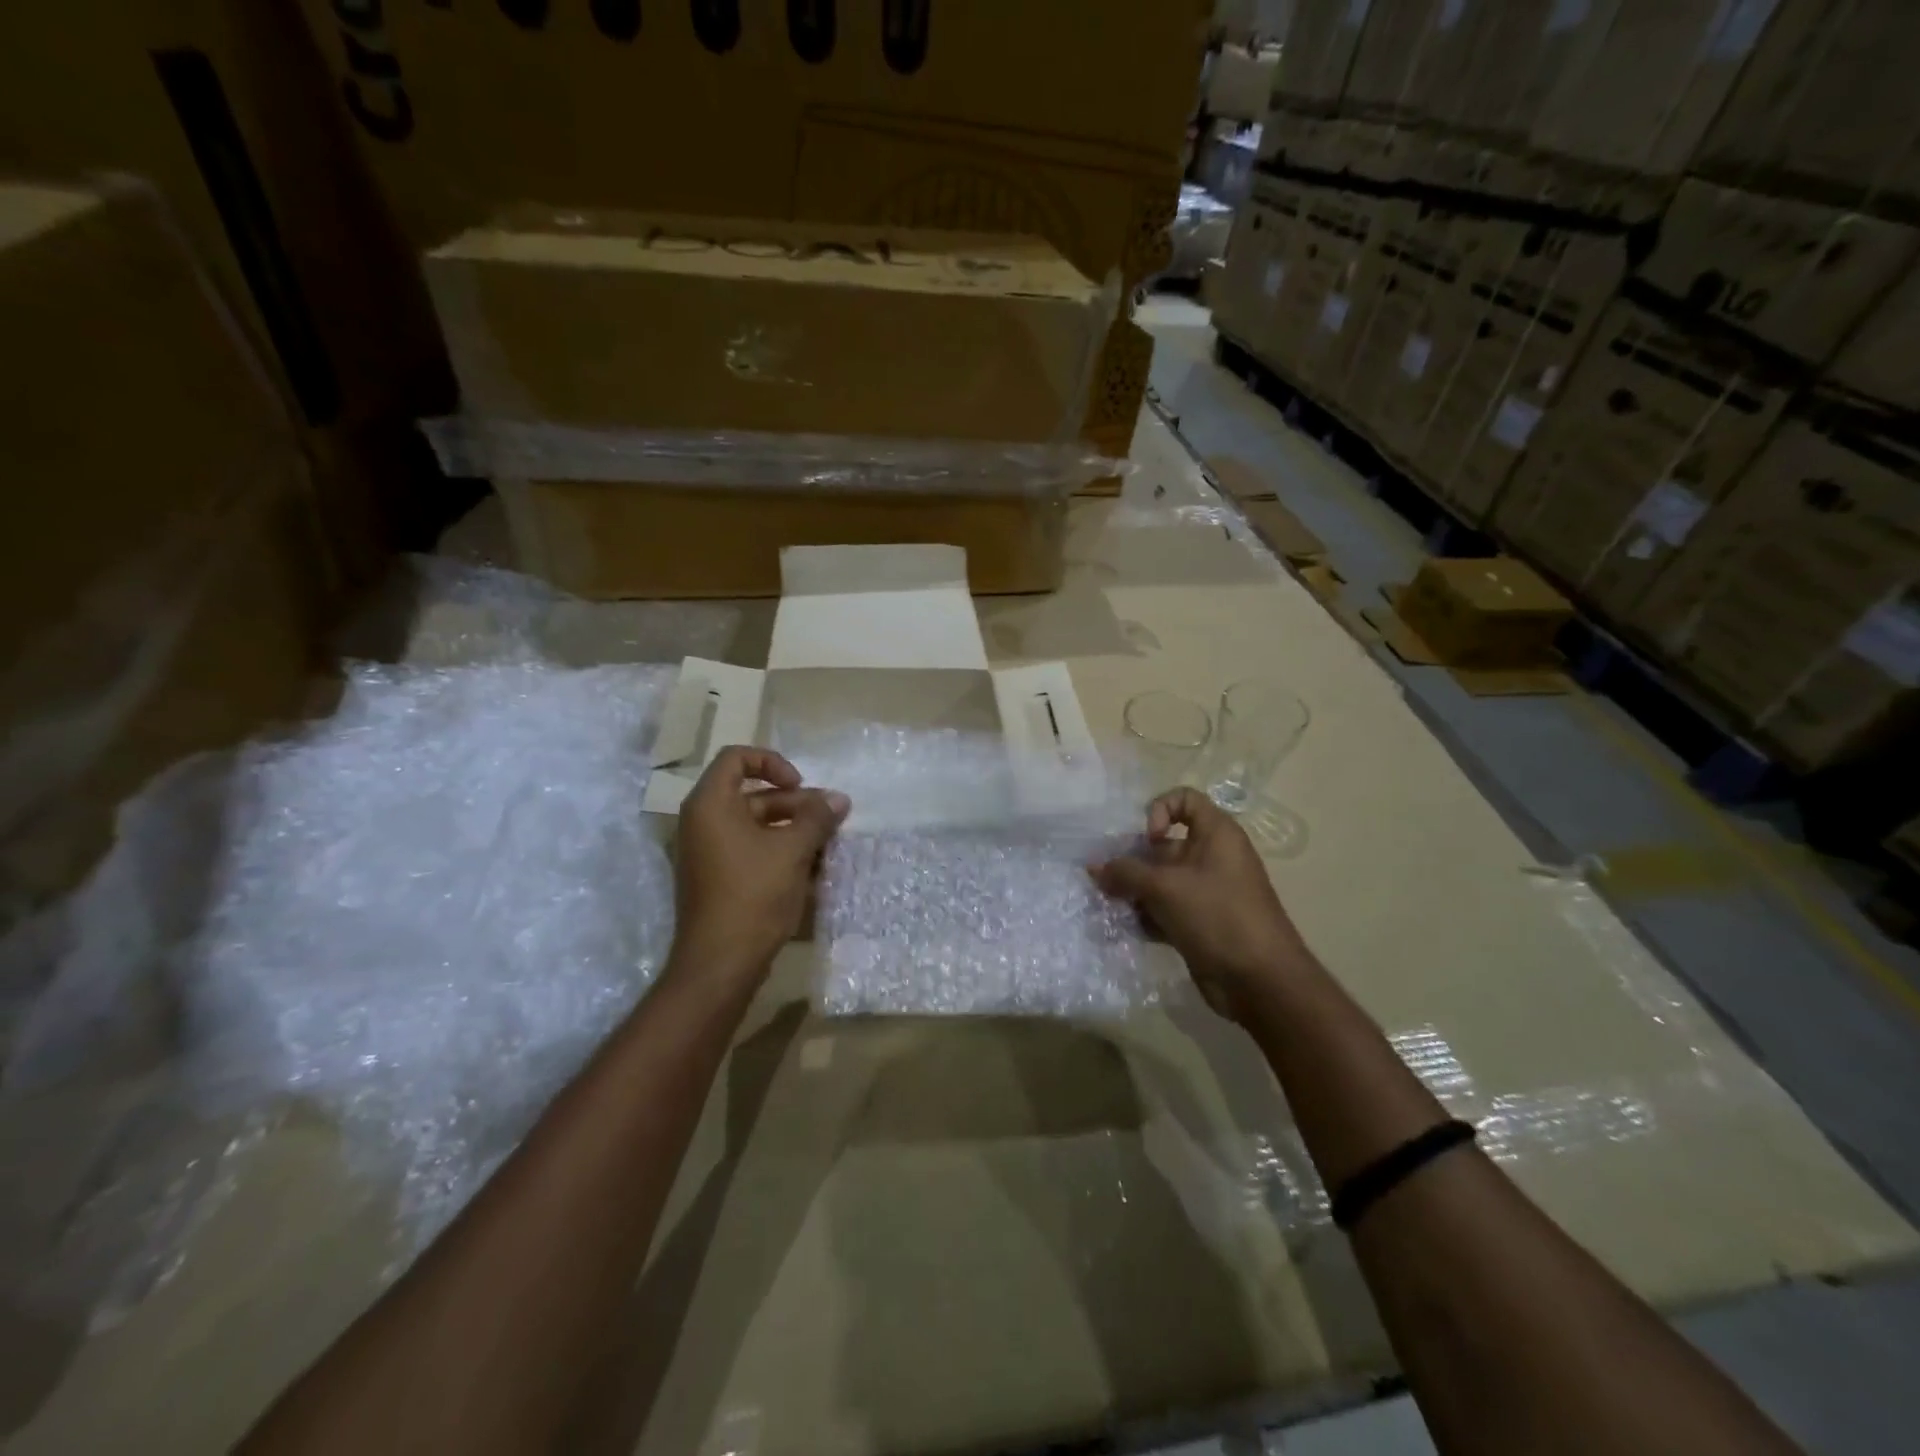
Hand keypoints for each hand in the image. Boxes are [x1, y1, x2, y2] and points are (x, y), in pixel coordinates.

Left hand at [669, 747, 849, 989]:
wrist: (721, 962)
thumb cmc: (754, 894)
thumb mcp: (793, 850)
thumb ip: (817, 818)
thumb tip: (839, 799)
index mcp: (711, 804)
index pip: (737, 758)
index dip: (773, 763)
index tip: (801, 786)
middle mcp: (703, 822)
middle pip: (753, 794)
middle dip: (796, 804)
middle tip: (830, 820)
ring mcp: (709, 852)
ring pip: (757, 825)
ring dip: (794, 830)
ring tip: (827, 846)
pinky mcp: (719, 878)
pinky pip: (751, 850)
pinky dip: (780, 852)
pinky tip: (812, 869)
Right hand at [1090, 788, 1313, 1022]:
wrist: (1261, 982)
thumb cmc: (1217, 917)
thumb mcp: (1166, 888)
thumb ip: (1126, 873)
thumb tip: (1094, 867)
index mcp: (1216, 835)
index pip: (1184, 799)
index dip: (1159, 811)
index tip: (1147, 839)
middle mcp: (1212, 857)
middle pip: (1164, 845)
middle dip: (1133, 860)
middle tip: (1106, 879)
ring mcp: (1206, 892)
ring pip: (1161, 880)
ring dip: (1133, 891)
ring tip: (1110, 906)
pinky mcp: (1200, 923)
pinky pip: (1165, 909)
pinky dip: (1146, 915)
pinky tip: (1127, 929)